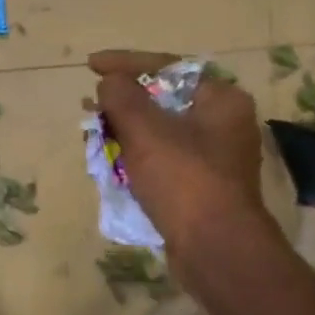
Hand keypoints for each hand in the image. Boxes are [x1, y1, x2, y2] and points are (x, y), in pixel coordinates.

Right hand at [89, 50, 281, 277]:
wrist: (217, 252)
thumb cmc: (183, 179)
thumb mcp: (144, 129)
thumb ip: (121, 95)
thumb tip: (110, 83)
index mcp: (220, 99)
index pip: (166, 66)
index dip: (124, 62)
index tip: (91, 65)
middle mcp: (223, 122)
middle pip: (163, 98)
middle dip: (122, 99)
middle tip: (90, 101)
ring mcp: (215, 157)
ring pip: (160, 129)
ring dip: (125, 128)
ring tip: (93, 130)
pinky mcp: (202, 185)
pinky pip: (163, 157)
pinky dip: (136, 154)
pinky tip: (110, 160)